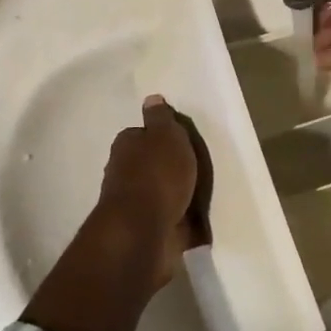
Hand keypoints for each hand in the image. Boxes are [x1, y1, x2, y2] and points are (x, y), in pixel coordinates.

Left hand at [95, 95, 205, 291]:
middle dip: (169, 168)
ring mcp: (136, 206)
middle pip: (150, 166)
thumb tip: (151, 98)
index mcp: (126, 147)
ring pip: (162, 194)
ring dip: (178, 196)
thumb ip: (161, 118)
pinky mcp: (149, 232)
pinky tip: (204, 222)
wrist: (143, 231)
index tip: (182, 141)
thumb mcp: (165, 135)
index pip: (141, 135)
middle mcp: (124, 174)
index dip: (160, 137)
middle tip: (198, 169)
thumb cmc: (157, 174)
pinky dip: (185, 222)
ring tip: (206, 196)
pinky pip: (172, 221)